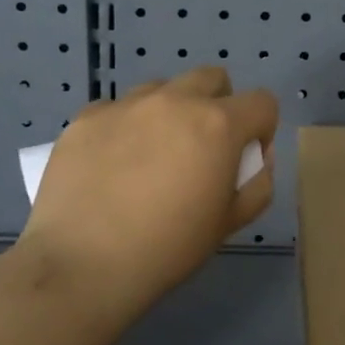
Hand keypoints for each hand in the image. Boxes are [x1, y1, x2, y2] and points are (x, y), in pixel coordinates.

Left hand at [23, 67, 278, 316]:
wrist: (81, 265)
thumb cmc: (167, 249)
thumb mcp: (230, 224)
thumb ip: (257, 184)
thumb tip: (255, 159)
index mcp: (218, 124)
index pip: (262, 102)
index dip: (262, 129)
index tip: (244, 158)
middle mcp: (175, 101)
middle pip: (212, 78)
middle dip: (218, 104)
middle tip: (201, 148)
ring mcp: (126, 105)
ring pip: (162, 88)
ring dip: (170, 112)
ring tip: (151, 155)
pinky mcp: (86, 117)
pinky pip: (117, 109)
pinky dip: (124, 128)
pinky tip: (110, 166)